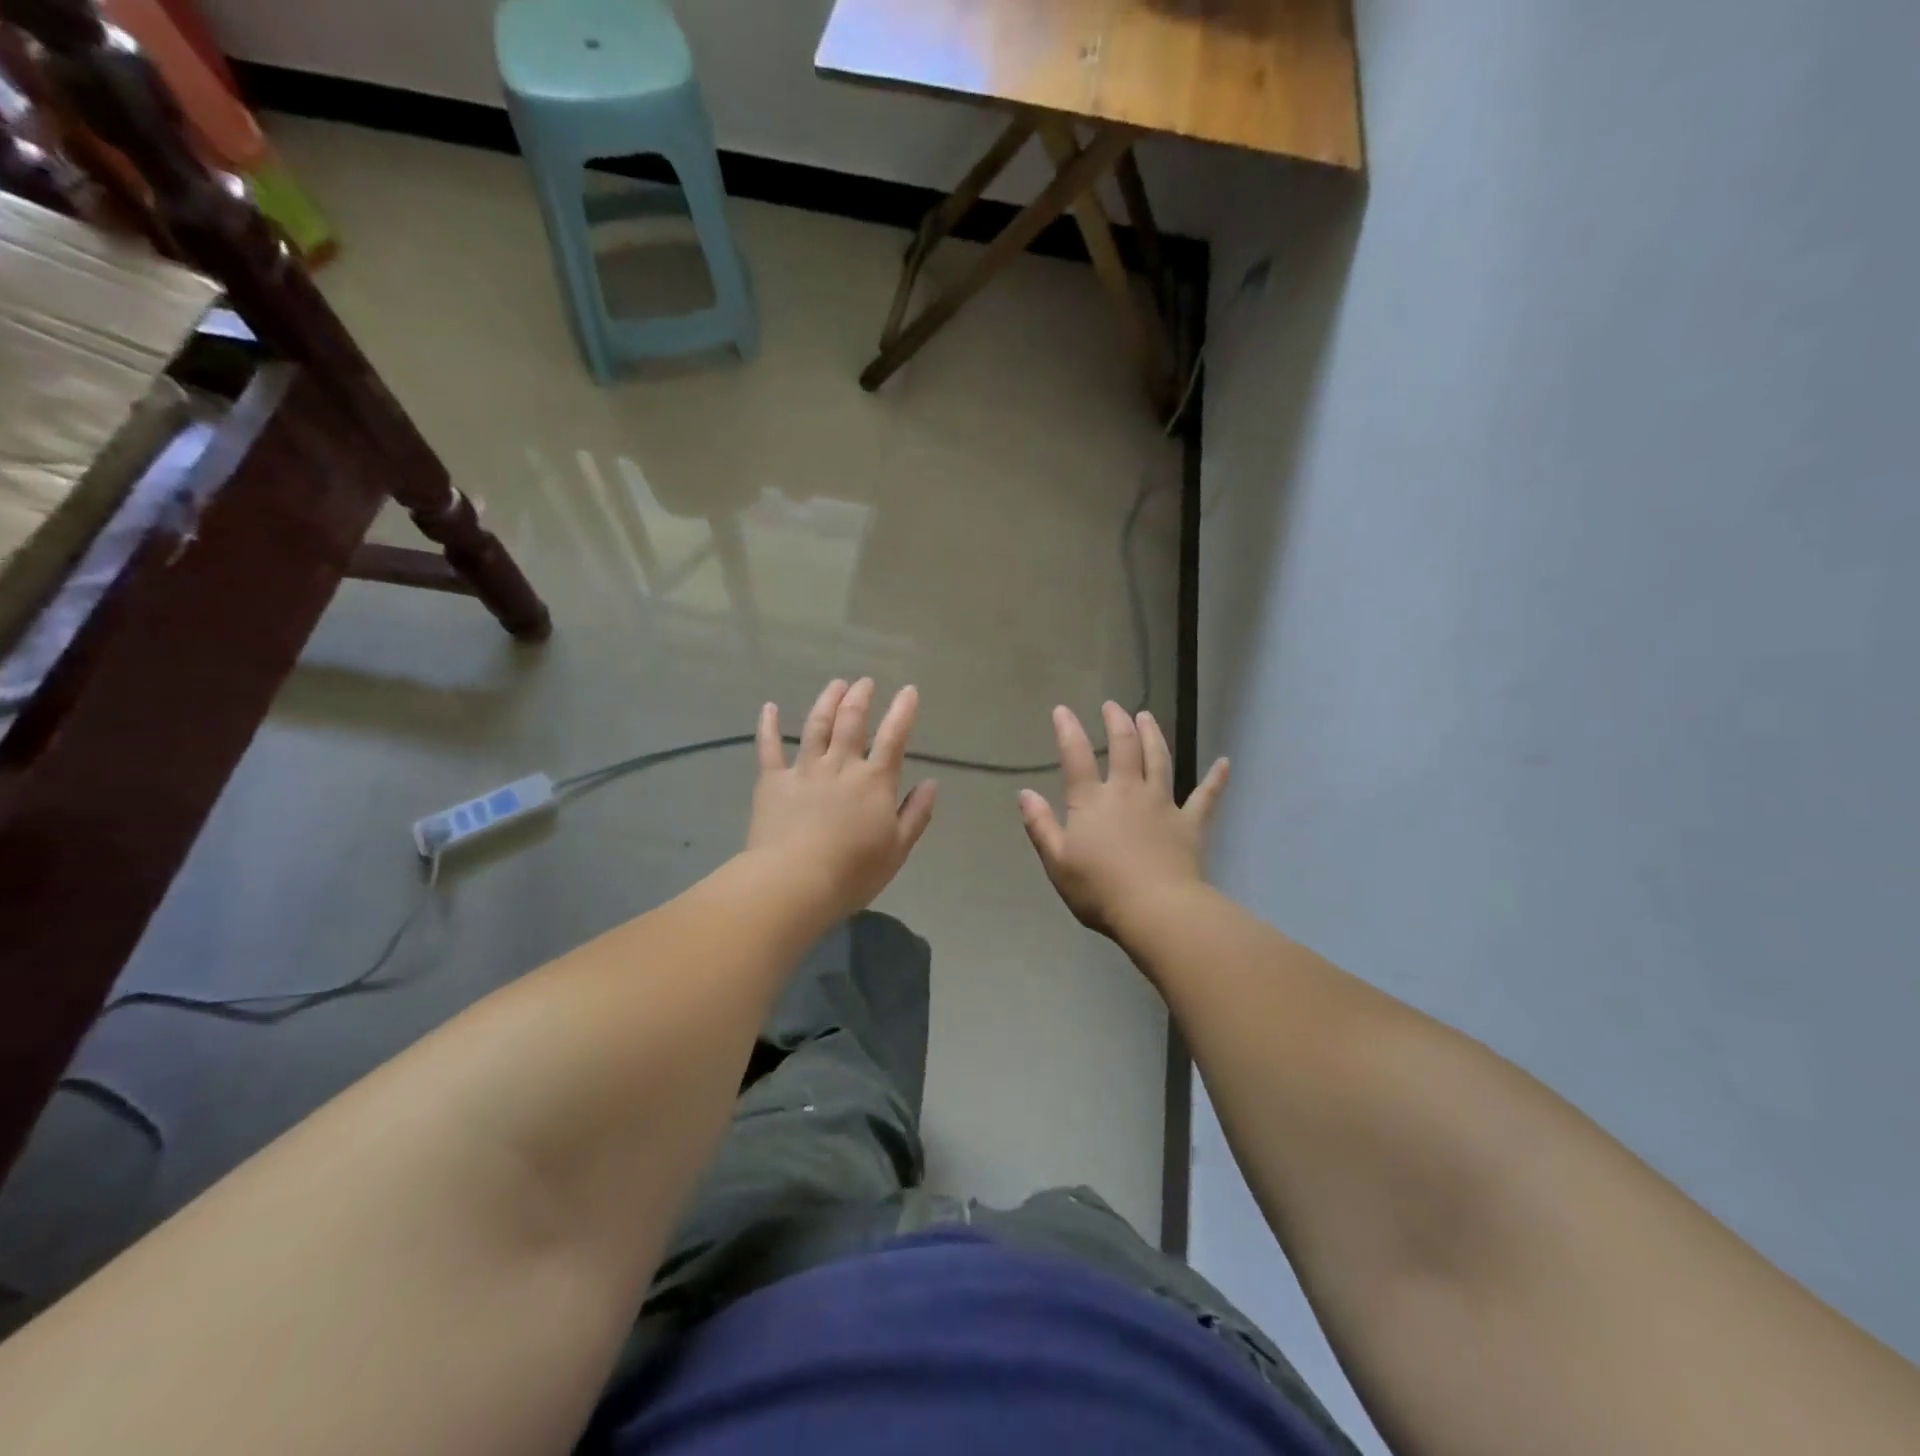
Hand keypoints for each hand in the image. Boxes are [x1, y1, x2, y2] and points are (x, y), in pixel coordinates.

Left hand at [748, 678, 937, 921]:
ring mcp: (804, 769)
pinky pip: (769, 747)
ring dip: (827, 701)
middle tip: (865, 682)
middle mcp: (840, 765)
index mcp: (874, 781)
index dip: (903, 711)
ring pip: (816, 725)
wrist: (794, 881)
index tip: (909, 690)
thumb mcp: (898, 848)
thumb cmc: (853, 871)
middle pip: (851, 721)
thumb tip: (932, 783)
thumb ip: (916, 813)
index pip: (893, 737)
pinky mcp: (772, 781)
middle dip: (860, 697)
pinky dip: (769, 725)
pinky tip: (769, 707)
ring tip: (836, 684)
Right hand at [1018, 703, 1227, 941]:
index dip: (1067, 730)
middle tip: (1112, 706)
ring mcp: (1162, 805)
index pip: (1075, 757)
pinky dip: (1216, 779)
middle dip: (1117, 722)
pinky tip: (1224, 763)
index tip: (1062, 710)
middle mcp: (1128, 792)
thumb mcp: (1056, 861)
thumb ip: (1040, 825)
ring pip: (1159, 760)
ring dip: (1153, 735)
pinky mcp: (1189, 824)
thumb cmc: (1099, 889)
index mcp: (1092, 801)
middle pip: (1123, 747)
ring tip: (1147, 716)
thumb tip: (1025, 793)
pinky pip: (1205, 797)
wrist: (1155, 910)